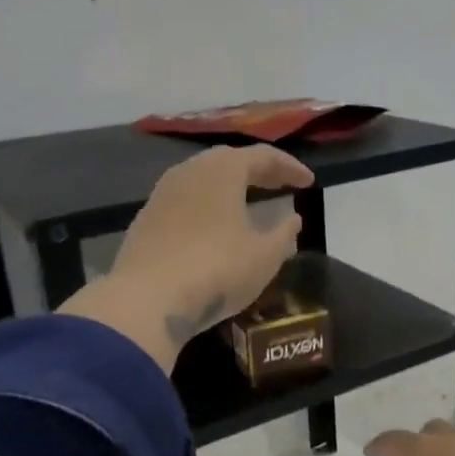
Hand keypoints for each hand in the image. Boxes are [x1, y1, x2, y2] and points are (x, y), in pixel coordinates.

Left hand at [59, 145, 312, 368]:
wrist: (147, 299)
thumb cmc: (217, 270)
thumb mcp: (264, 256)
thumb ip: (283, 234)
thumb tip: (292, 219)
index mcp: (222, 170)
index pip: (263, 156)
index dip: (289, 168)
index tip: (309, 182)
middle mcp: (189, 171)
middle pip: (229, 161)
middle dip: (258, 172)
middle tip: (280, 186)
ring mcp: (162, 194)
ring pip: (203, 180)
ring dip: (230, 188)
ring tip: (249, 204)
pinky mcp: (145, 219)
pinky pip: (185, 201)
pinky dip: (207, 206)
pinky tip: (214, 227)